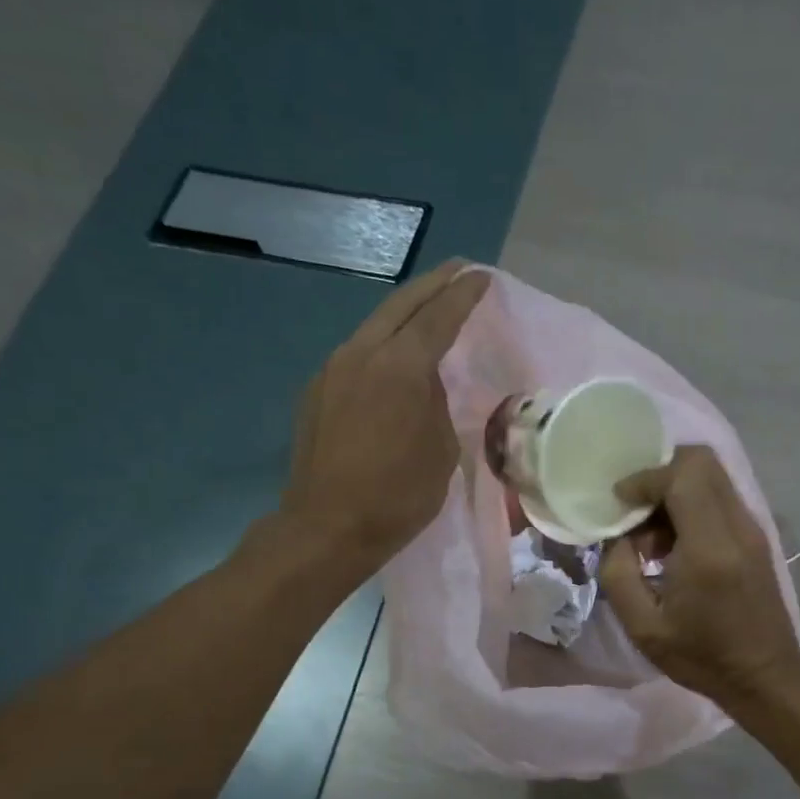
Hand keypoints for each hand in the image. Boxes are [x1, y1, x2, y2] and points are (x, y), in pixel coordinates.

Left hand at [280, 261, 489, 571]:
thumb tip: (427, 385)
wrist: (328, 526)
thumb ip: (437, 404)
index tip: (482, 277)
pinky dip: (382, 345)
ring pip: (374, 327)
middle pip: (400, 306)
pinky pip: (357, 355)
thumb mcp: (441, 450)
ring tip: (428, 310)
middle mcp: (361, 354)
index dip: (463, 295)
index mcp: (400, 367)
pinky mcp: (317, 392)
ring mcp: (332, 370)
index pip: (438, 317)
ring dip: (404, 314)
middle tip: (457, 272)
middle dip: (432, 286)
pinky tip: (393, 357)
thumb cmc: (398, 495)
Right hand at [598, 446, 799, 707]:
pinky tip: (672, 545)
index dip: (644, 478)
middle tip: (634, 510)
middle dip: (659, 474)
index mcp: (709, 548)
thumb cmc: (701, 656)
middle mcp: (737, 526)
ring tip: (650, 537)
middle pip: (701, 460)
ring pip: (711, 476)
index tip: (618, 502)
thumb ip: (618, 574)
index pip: (682, 475)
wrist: (763, 675)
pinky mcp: (755, 536)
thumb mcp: (643, 627)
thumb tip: (616, 537)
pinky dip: (690, 505)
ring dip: (674, 491)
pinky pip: (719, 497)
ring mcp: (752, 528)